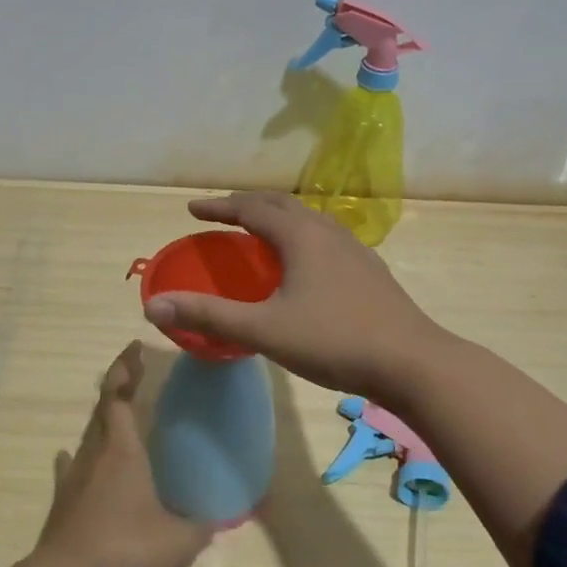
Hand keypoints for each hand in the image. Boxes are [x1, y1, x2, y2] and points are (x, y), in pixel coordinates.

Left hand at [33, 341, 212, 566]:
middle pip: (102, 409)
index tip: (134, 347)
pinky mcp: (61, 503)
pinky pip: (69, 468)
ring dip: (101, 421)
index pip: (119, 395)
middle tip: (133, 374)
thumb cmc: (126, 547)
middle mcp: (95, 454)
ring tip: (115, 416)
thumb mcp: (178, 542)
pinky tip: (70, 458)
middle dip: (117, 386)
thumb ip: (202, 527)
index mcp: (122, 449)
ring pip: (87, 436)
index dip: (125, 368)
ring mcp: (73, 478)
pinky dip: (75, 458)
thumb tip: (222, 519)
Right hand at [141, 192, 442, 401]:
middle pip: (280, 204)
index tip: (192, 209)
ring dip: (276, 217)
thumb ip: (209, 316)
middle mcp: (326, 231)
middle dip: (246, 204)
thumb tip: (154, 306)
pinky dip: (299, 236)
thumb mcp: (264, 330)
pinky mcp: (368, 270)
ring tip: (257, 233)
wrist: (412, 362)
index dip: (218, 207)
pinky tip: (302, 264)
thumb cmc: (334, 341)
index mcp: (300, 236)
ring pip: (307, 219)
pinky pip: (324, 237)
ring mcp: (353, 249)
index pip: (250, 208)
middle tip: (220, 213)